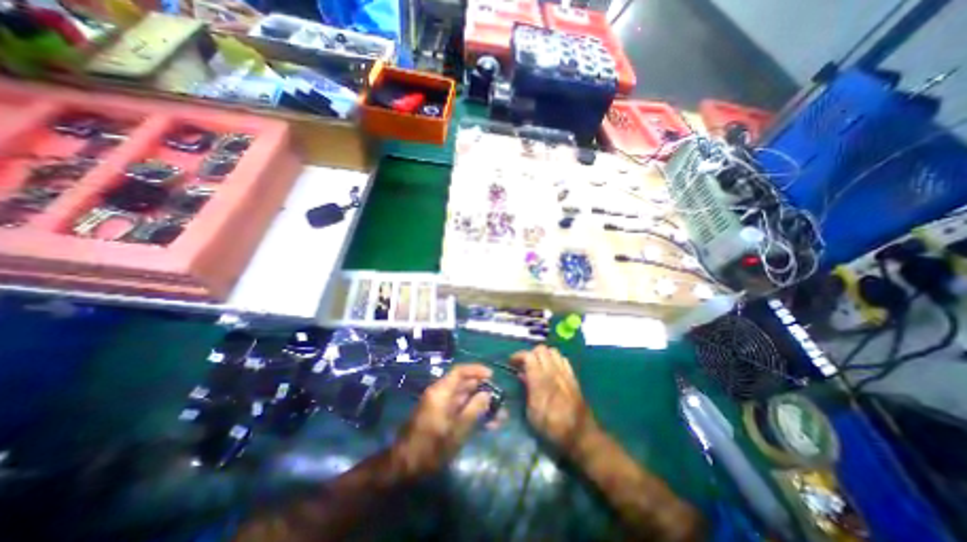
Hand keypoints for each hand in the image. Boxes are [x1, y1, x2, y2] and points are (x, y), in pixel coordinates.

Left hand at [393, 363, 493, 477]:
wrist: (403, 466)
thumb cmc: (429, 448)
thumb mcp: (455, 431)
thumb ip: (473, 410)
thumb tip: (486, 394)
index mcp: (441, 392)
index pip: (460, 372)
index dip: (476, 370)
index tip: (492, 376)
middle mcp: (440, 394)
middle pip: (464, 384)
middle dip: (482, 390)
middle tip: (499, 398)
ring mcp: (440, 406)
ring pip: (464, 398)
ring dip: (480, 404)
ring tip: (499, 414)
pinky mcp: (440, 417)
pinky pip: (459, 409)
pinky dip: (472, 413)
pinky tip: (487, 424)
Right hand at [509, 347, 592, 449]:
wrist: (581, 435)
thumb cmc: (552, 428)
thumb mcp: (533, 414)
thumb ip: (527, 390)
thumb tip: (521, 375)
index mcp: (541, 381)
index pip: (529, 356)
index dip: (518, 356)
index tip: (511, 362)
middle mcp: (553, 372)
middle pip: (540, 349)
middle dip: (530, 353)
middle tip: (524, 363)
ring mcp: (565, 372)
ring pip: (552, 351)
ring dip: (542, 354)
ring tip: (536, 364)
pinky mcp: (573, 376)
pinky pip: (562, 358)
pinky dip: (554, 358)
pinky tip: (550, 368)